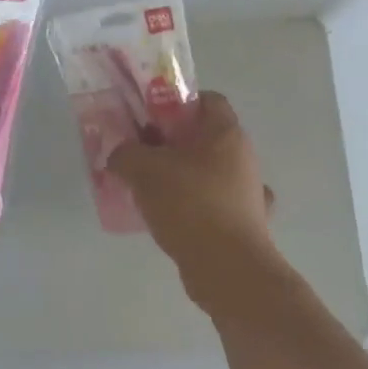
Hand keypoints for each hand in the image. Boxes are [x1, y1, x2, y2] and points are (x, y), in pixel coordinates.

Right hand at [108, 92, 278, 314]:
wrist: (228, 269)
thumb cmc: (190, 204)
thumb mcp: (143, 169)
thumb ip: (125, 153)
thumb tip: (119, 155)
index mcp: (226, 133)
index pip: (207, 99)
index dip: (177, 102)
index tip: (149, 118)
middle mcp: (244, 158)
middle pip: (205, 137)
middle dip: (171, 143)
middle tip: (140, 153)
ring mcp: (248, 193)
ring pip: (209, 173)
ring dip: (182, 177)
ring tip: (148, 189)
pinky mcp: (245, 225)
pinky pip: (214, 205)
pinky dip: (194, 208)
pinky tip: (171, 219)